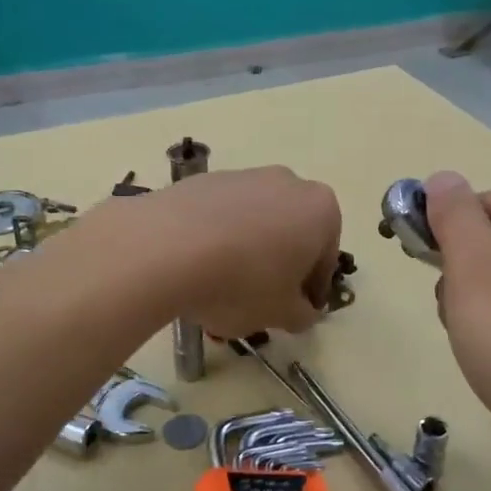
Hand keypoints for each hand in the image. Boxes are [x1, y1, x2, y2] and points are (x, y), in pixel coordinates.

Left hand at [140, 166, 341, 336]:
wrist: (165, 247)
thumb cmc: (242, 282)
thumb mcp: (281, 314)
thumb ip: (302, 314)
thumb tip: (301, 311)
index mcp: (320, 210)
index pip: (325, 259)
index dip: (311, 292)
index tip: (294, 313)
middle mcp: (287, 183)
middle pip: (291, 234)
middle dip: (278, 267)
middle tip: (259, 302)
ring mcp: (243, 176)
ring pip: (255, 223)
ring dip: (246, 253)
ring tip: (219, 290)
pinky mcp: (203, 180)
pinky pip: (220, 216)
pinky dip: (215, 239)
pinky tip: (196, 269)